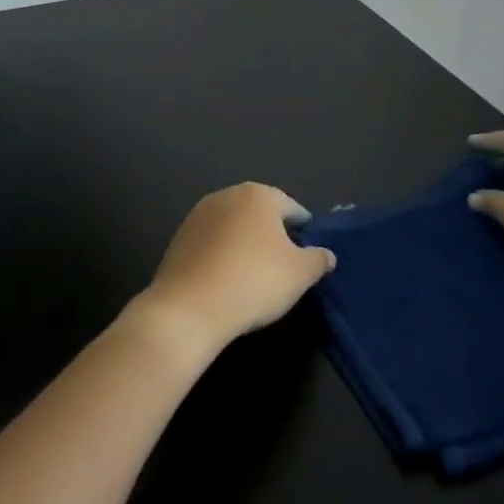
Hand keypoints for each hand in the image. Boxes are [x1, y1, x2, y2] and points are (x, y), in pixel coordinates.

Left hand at [123, 183, 336, 358]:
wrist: (188, 308)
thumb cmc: (254, 281)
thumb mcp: (301, 274)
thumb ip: (319, 259)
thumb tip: (325, 255)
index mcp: (258, 195)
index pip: (293, 209)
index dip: (306, 232)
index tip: (309, 256)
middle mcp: (226, 195)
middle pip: (260, 214)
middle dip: (273, 236)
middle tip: (284, 268)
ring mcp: (197, 215)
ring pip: (234, 228)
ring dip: (245, 245)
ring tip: (254, 276)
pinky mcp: (178, 239)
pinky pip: (211, 244)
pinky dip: (222, 256)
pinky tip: (227, 281)